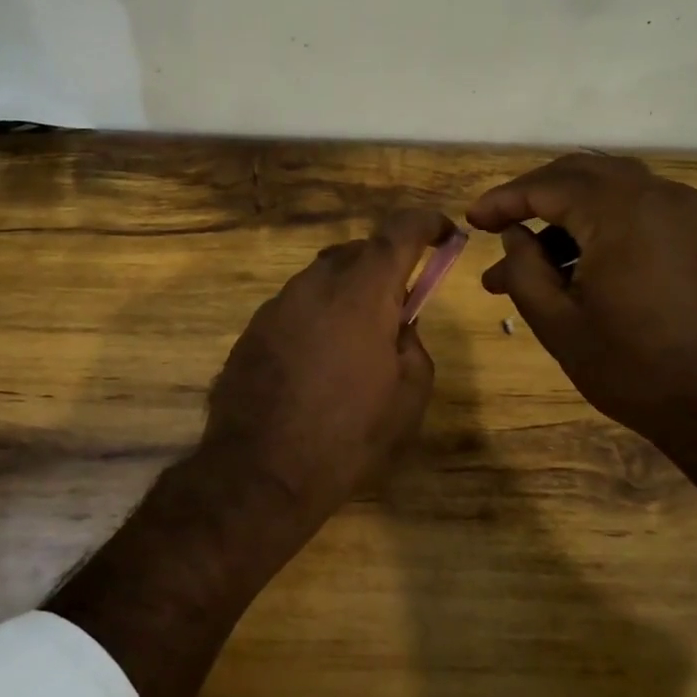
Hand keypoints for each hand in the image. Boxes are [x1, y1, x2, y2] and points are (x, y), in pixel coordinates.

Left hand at [202, 208, 452, 540]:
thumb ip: (412, 344)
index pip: (398, 232)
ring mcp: (276, 306)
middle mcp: (314, 285)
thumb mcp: (408, 397)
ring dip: (346, 294)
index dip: (426, 223)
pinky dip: (316, 317)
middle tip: (399, 303)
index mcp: (361, 293)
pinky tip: (318, 361)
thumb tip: (398, 325)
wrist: (260, 473)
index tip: (444, 232)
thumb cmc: (347, 437)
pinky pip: (295, 308)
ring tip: (356, 340)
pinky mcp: (252, 331)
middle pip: (356, 253)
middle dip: (384, 266)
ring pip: (321, 280)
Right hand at [466, 154, 696, 451]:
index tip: (472, 220)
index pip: (548, 185)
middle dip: (533, 196)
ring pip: (608, 189)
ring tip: (525, 261)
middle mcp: (659, 195)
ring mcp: (685, 212)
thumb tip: (514, 236)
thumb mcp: (558, 323)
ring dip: (563, 214)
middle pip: (580, 173)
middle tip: (497, 226)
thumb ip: (524, 269)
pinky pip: (635, 208)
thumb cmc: (633, 368)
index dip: (504, 200)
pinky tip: (571, 264)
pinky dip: (597, 223)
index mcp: (622, 213)